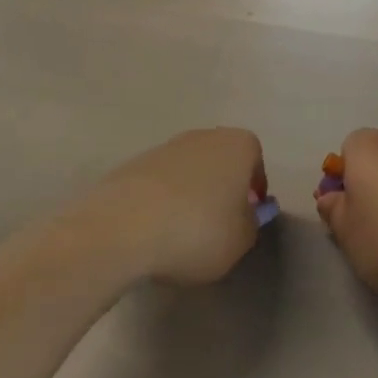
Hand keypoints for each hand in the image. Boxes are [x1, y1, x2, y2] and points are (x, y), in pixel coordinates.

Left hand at [65, 128, 267, 286]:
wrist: (122, 227)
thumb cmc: (197, 231)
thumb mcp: (241, 240)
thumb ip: (250, 224)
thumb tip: (244, 215)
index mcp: (236, 146)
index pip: (255, 159)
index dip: (255, 187)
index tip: (249, 214)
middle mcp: (201, 137)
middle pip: (219, 160)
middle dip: (222, 186)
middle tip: (220, 222)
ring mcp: (163, 147)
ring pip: (188, 170)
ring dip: (190, 193)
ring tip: (183, 231)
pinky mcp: (131, 165)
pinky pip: (158, 183)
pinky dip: (162, 201)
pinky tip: (155, 230)